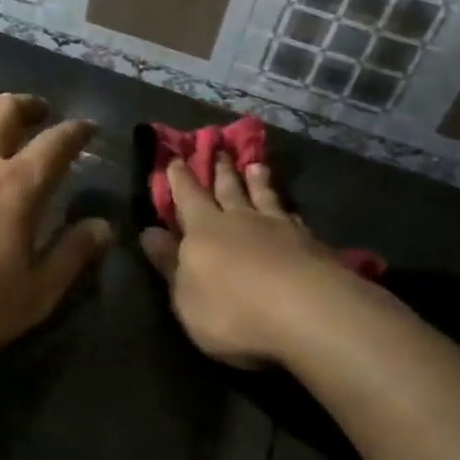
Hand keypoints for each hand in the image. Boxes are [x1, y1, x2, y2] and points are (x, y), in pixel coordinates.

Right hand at [141, 157, 348, 368]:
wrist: (306, 312)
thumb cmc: (231, 310)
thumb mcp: (185, 296)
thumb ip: (169, 264)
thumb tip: (148, 232)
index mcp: (203, 230)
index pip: (188, 197)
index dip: (180, 179)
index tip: (176, 158)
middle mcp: (240, 219)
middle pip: (228, 189)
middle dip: (220, 170)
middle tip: (218, 148)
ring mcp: (278, 228)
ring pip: (264, 197)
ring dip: (257, 181)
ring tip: (256, 165)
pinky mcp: (310, 243)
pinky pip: (293, 218)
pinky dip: (287, 211)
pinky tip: (290, 211)